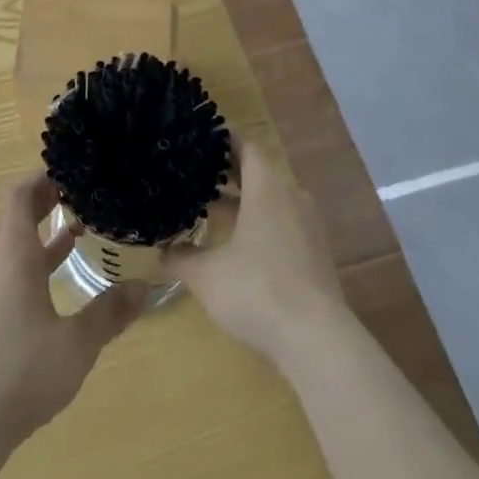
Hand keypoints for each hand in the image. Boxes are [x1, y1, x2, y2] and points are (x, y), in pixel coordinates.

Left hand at [0, 174, 147, 457]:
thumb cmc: (19, 373)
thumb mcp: (75, 345)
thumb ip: (108, 314)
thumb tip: (143, 287)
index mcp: (13, 257)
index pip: (19, 195)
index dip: (41, 177)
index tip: (71, 171)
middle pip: (17, 220)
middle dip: (47, 203)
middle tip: (83, 196)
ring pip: (15, 252)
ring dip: (44, 239)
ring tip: (80, 234)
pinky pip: (11, 278)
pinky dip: (35, 269)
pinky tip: (59, 291)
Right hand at [163, 142, 347, 367]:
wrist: (317, 341)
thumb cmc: (258, 291)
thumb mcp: (207, 275)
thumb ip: (181, 258)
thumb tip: (161, 251)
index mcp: (267, 187)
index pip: (245, 145)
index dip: (222, 138)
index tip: (198, 137)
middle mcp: (291, 196)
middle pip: (257, 171)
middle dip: (227, 171)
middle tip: (194, 171)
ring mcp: (307, 225)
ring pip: (270, 199)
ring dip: (242, 202)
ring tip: (208, 209)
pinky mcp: (314, 252)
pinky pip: (282, 223)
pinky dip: (259, 223)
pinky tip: (236, 245)